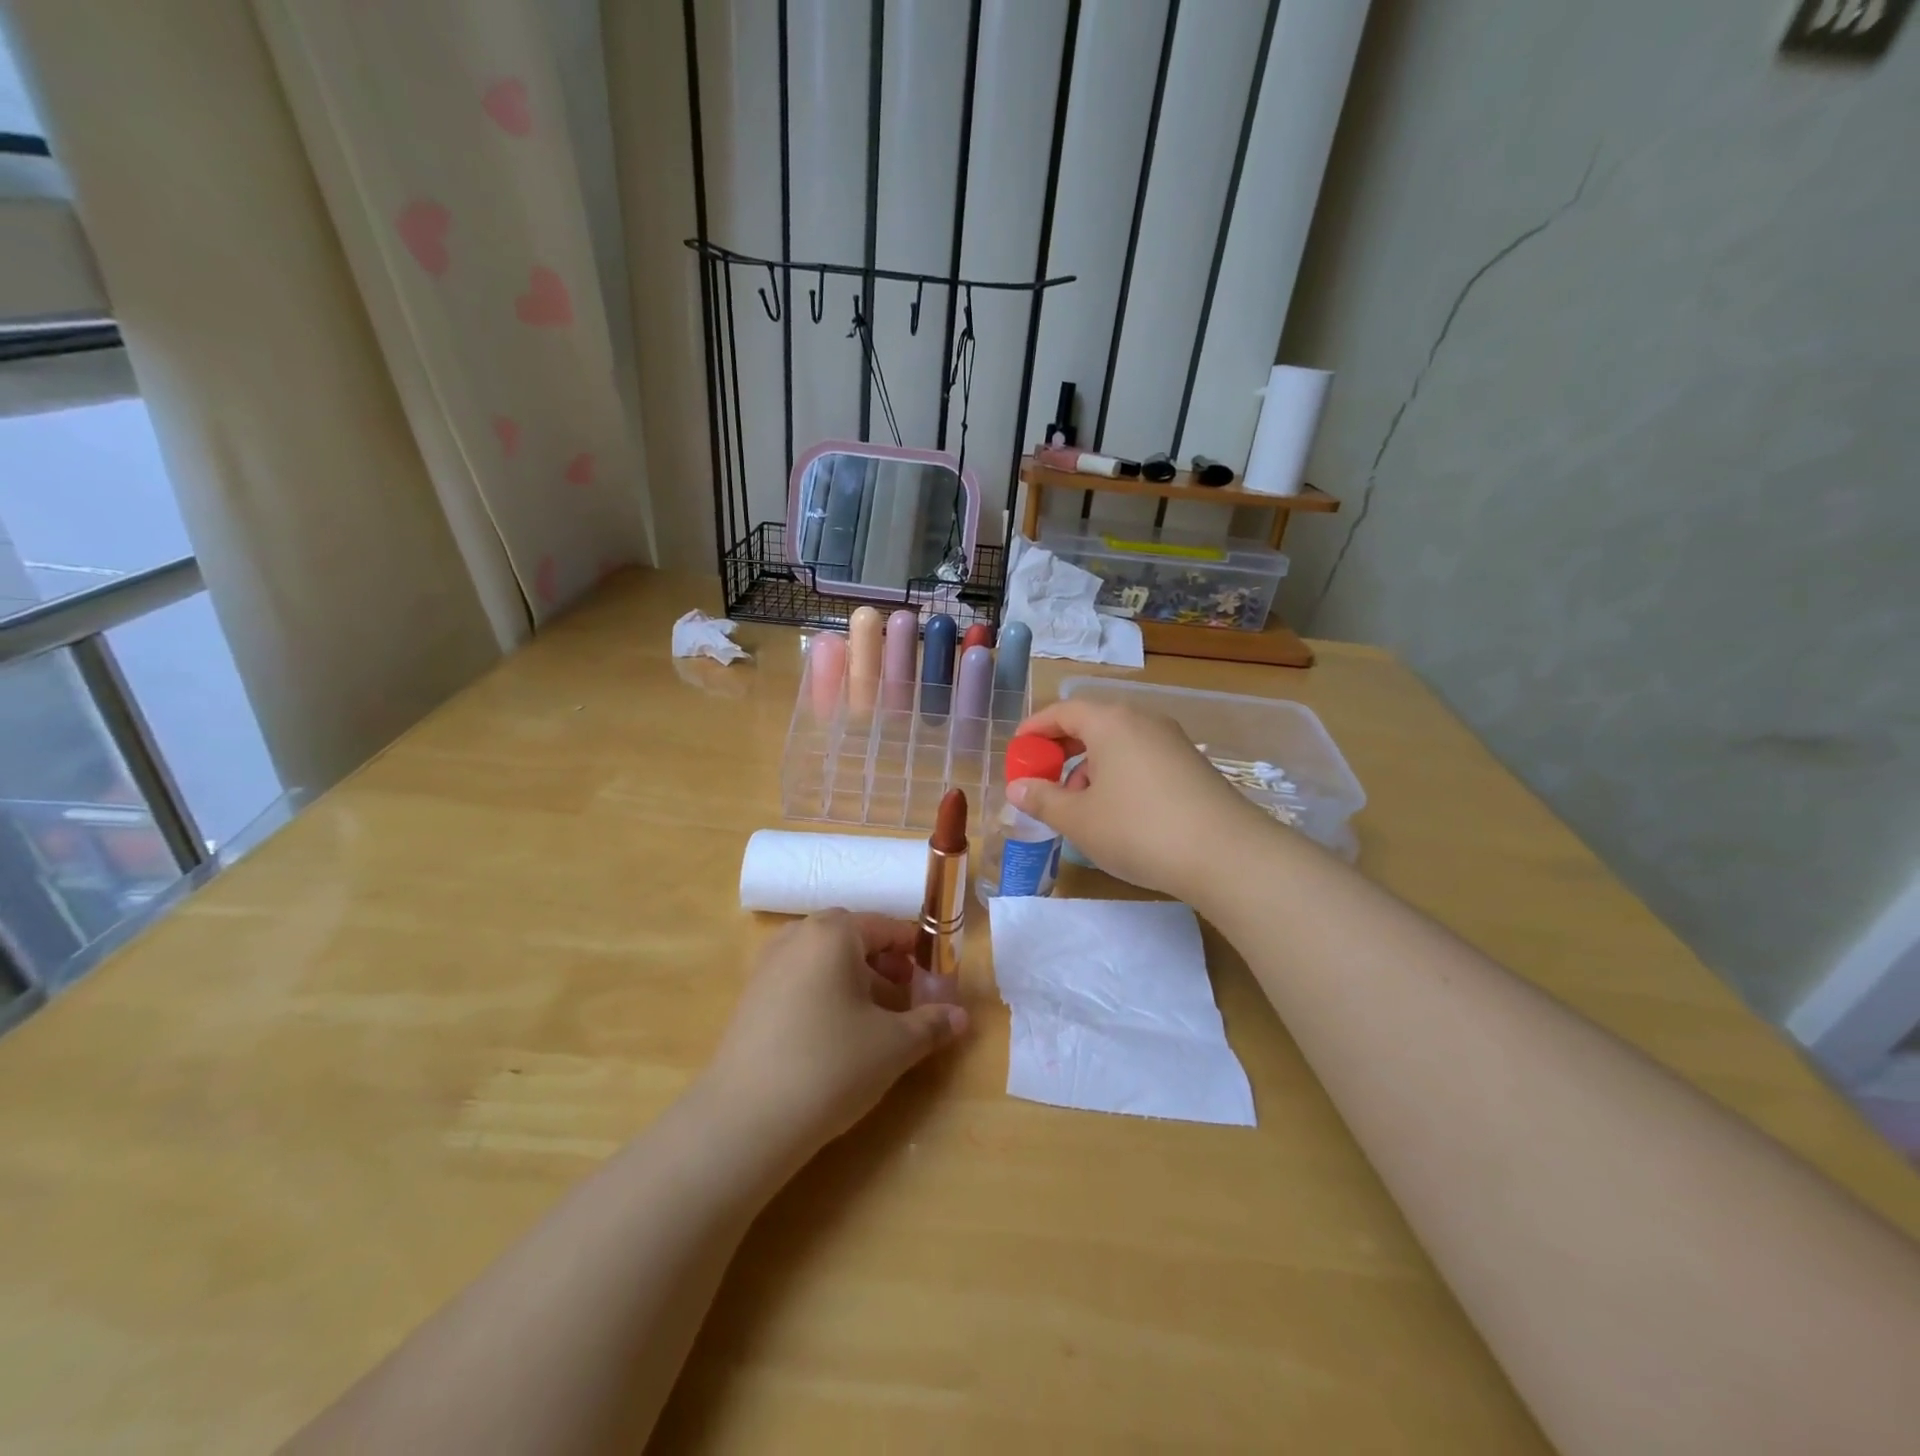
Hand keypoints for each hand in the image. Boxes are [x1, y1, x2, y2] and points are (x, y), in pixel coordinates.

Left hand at [705, 911, 968, 1159]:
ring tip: (876, 1020)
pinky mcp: (751, 998)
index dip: (917, 950)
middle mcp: (797, 937)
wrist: (744, 1120)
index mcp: (833, 932)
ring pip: (825, 960)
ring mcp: (768, 966)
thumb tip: (962, 1017)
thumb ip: (932, 1024)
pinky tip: (837, 1036)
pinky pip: (801, 980)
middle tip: (908, 996)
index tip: (937, 978)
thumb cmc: (831, 1065)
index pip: (887, 926)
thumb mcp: (894, 1045)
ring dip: (857, 980)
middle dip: (886, 963)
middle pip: (853, 938)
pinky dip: (826, 994)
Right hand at [1006, 698, 1272, 902]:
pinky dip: (1119, 775)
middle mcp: (1143, 721)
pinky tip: (1117, 813)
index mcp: (1111, 722)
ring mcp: (1173, 742)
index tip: (1017, 751)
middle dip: (1062, 750)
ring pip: (1118, 743)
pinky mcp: (1192, 766)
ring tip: (1079, 805)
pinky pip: (1142, 758)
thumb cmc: (1138, 829)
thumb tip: (1017, 788)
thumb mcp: (1079, 819)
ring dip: (1090, 766)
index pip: (1063, 711)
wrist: (1227, 855)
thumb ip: (1043, 800)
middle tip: (1042, 777)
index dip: (1035, 729)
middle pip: (1092, 724)